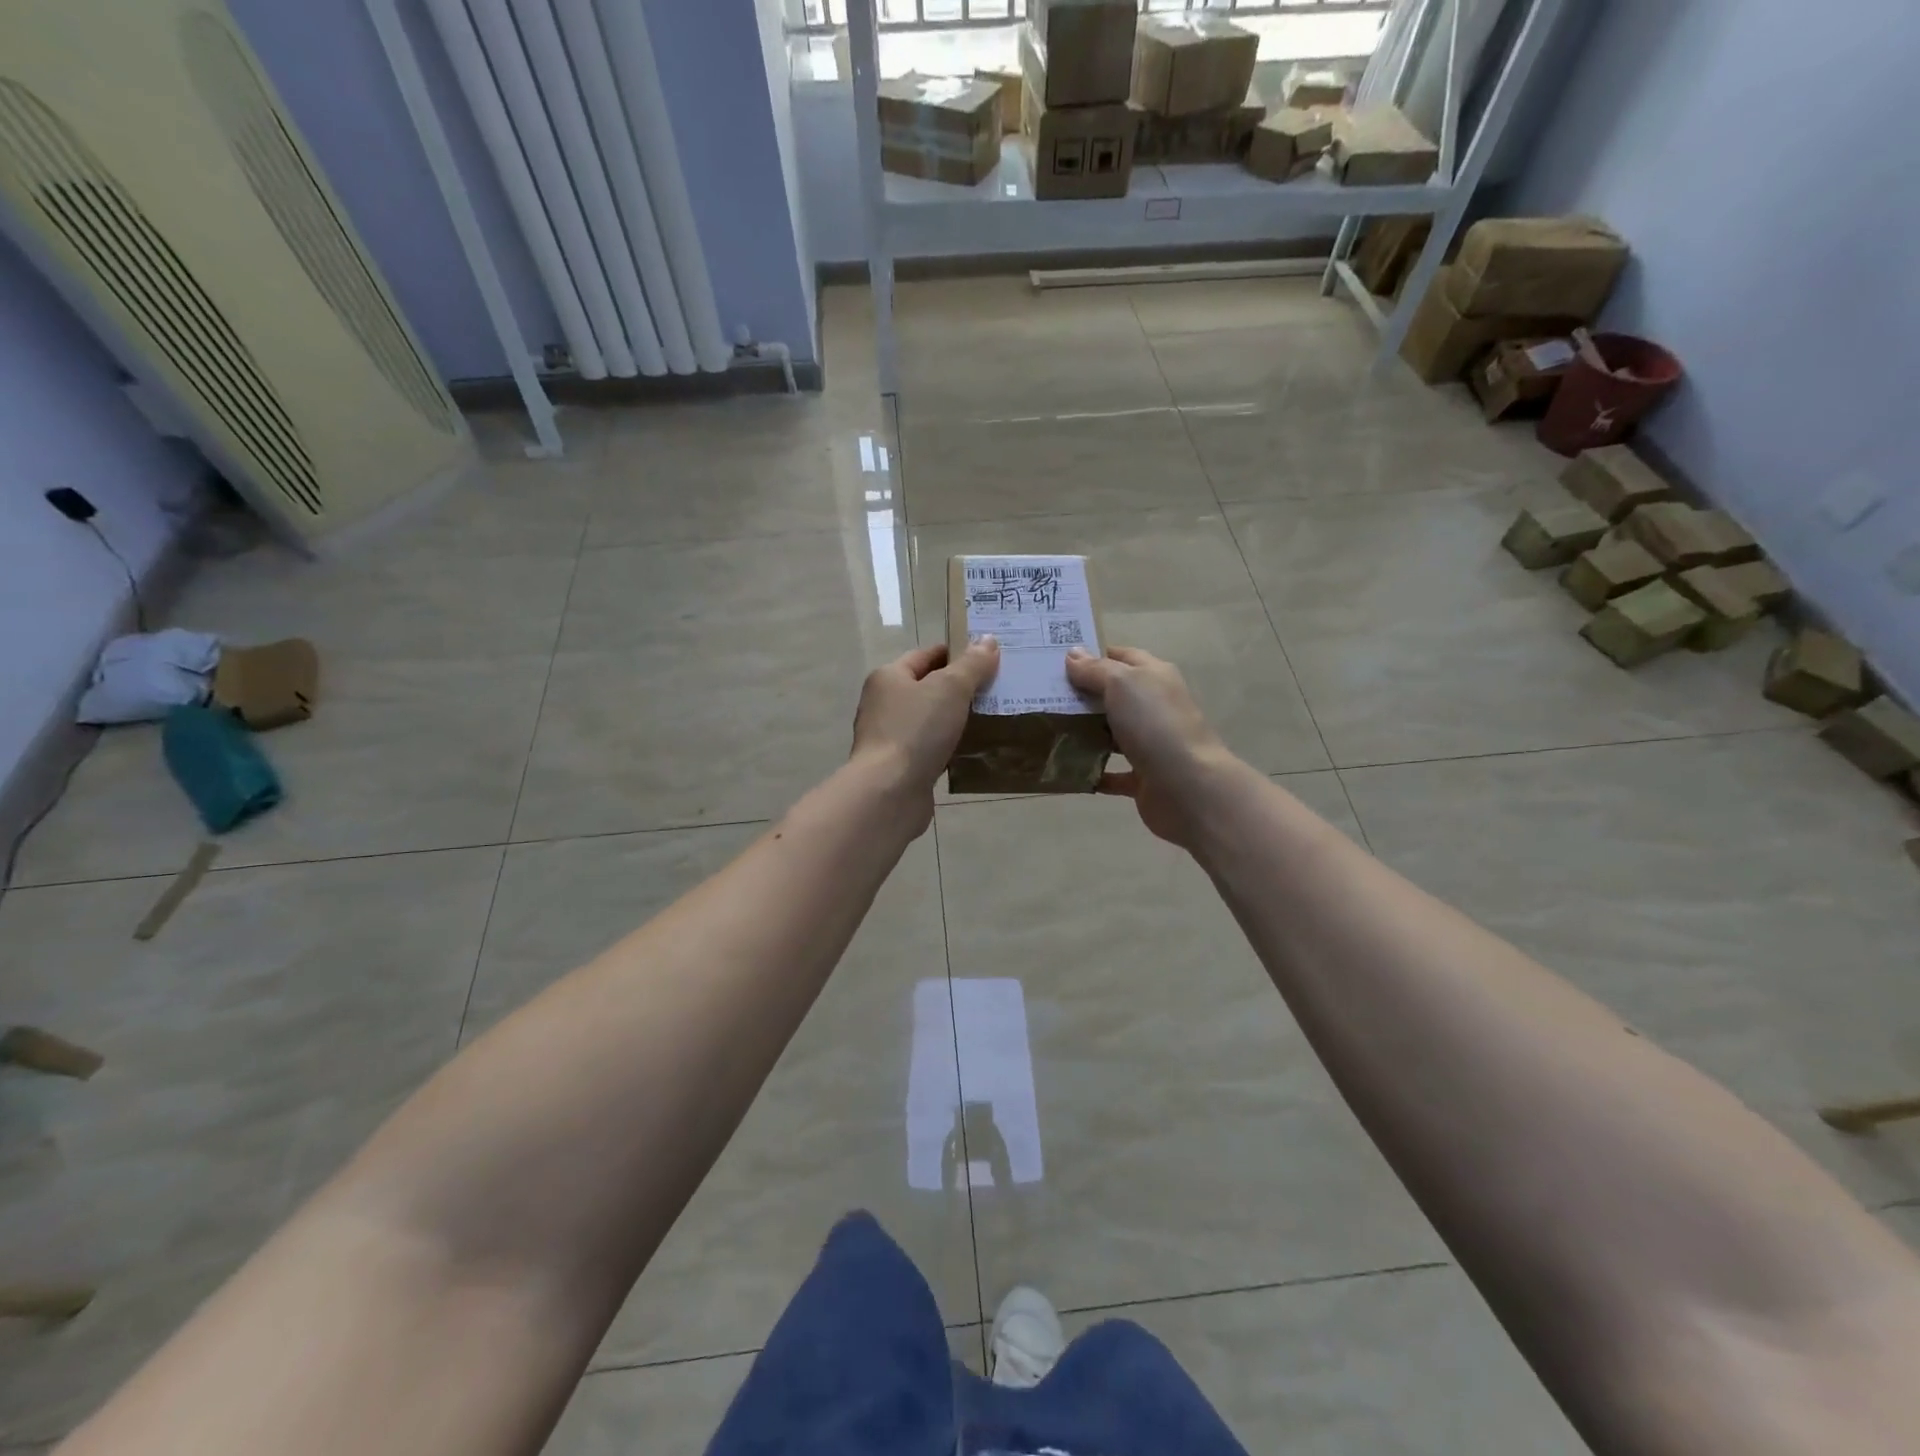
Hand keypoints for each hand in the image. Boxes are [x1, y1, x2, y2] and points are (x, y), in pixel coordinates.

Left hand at [850, 640, 1000, 818]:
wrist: (889, 792)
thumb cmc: (916, 731)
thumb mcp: (950, 688)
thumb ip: (972, 664)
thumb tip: (988, 640)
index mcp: (889, 677)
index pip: (926, 655)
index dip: (957, 653)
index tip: (990, 659)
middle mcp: (884, 704)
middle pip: (929, 688)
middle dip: (961, 688)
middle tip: (998, 689)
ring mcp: (890, 737)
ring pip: (931, 721)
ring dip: (957, 720)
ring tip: (993, 719)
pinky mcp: (900, 767)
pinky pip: (931, 749)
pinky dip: (950, 748)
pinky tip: (974, 751)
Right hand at [1064, 646, 1243, 850]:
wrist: (1187, 787)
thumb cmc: (1154, 725)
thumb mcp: (1122, 684)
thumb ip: (1096, 669)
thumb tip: (1073, 654)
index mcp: (1155, 677)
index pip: (1122, 657)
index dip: (1093, 655)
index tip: (1057, 661)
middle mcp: (1155, 707)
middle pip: (1115, 696)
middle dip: (1082, 695)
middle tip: (1043, 696)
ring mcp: (1151, 743)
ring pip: (1112, 733)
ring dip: (1085, 733)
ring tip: (1048, 730)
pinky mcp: (1144, 777)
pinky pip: (1112, 773)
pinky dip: (1093, 772)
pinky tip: (1067, 770)